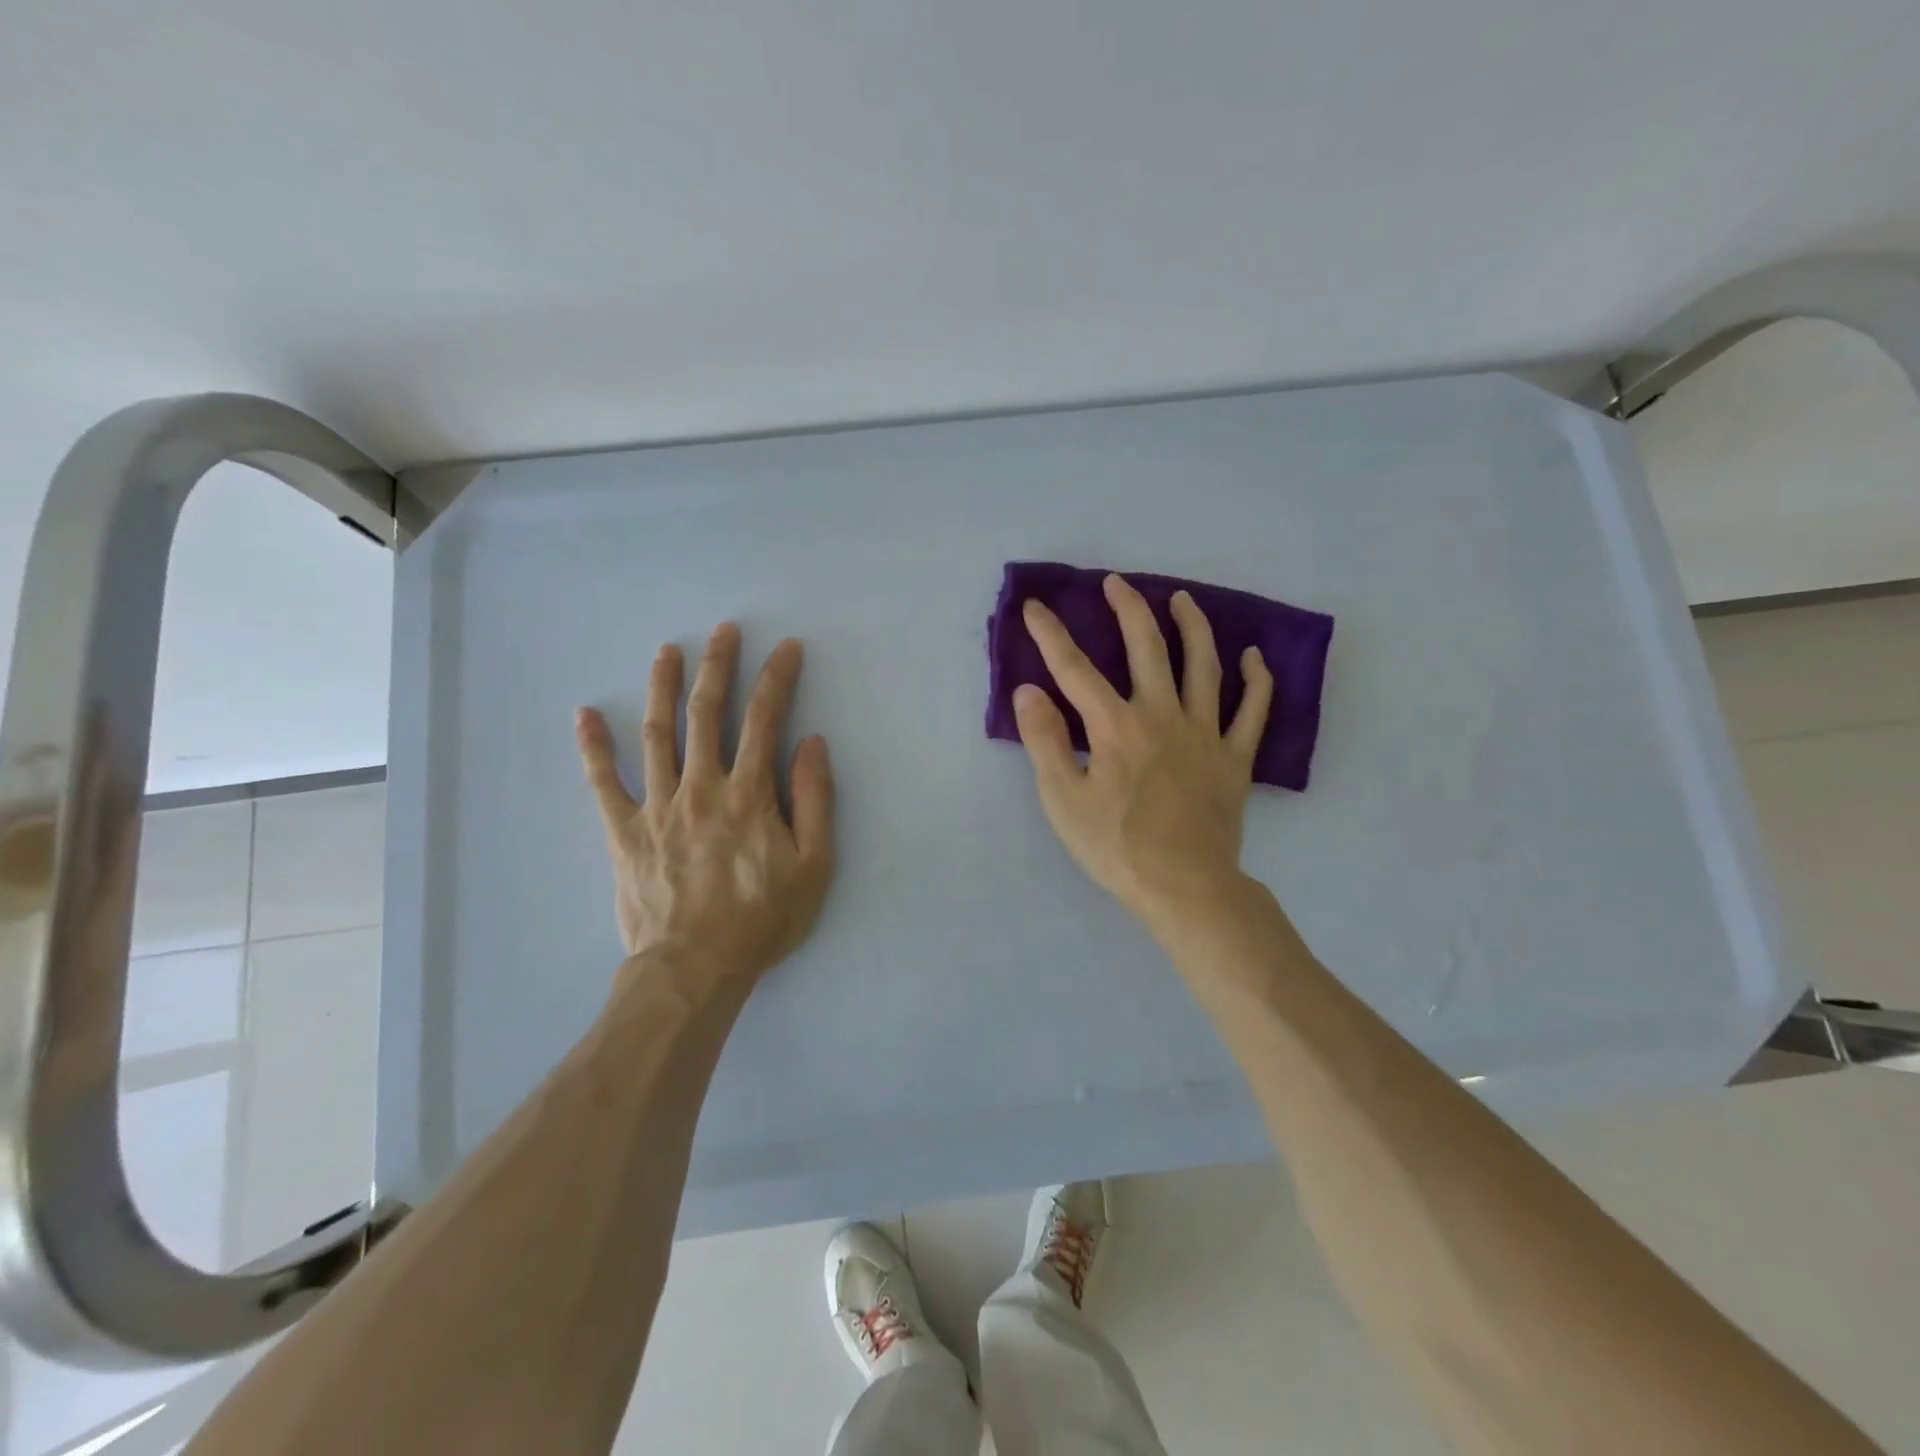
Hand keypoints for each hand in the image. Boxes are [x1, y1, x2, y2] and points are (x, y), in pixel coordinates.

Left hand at [576, 622, 835, 995]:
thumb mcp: (814, 865)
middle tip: (722, 630)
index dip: (776, 679)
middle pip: (706, 714)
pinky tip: (585, 715)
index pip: (764, 721)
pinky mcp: (624, 832)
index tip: (785, 648)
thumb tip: (813, 742)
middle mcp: (701, 787)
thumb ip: (815, 800)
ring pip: (656, 734)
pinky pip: (603, 784)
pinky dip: (593, 748)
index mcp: (749, 794)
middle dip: (717, 666)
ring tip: (665, 650)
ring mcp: (657, 807)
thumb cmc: (762, 918)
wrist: (695, 968)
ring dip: (661, 688)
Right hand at [1014, 575, 1271, 934]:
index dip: (1051, 634)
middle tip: (1116, 583)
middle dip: (1128, 609)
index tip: (1035, 606)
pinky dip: (1256, 680)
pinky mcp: (1234, 758)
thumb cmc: (1116, 847)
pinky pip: (1253, 710)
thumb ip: (1044, 740)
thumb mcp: (1063, 799)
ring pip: (1203, 665)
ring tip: (1183, 600)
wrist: (1184, 887)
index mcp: (1115, 726)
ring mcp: (1205, 733)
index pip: (1074, 669)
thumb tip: (1029, 691)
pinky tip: (1254, 656)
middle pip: (1146, 648)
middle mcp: (1161, 715)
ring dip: (1193, 627)